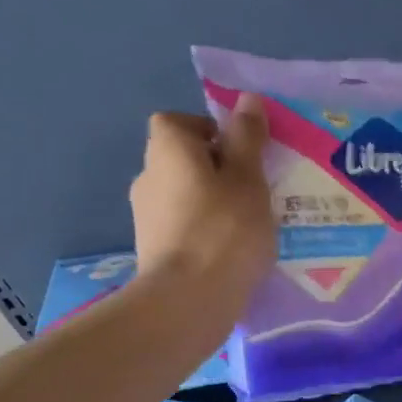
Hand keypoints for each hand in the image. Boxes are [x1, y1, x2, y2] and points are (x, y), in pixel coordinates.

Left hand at [129, 93, 275, 316]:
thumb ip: (247, 137)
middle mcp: (148, 178)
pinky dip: (204, 232)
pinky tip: (232, 252)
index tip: (240, 152)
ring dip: (212, 202)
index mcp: (167, 151)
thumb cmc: (224, 229)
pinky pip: (183, 227)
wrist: (188, 301)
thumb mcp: (248, 178)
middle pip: (182, 159)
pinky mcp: (153, 251)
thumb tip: (247, 100)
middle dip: (216, 169)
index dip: (208, 130)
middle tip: (254, 188)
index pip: (176, 122)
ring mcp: (146, 218)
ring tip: (250, 224)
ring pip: (184, 195)